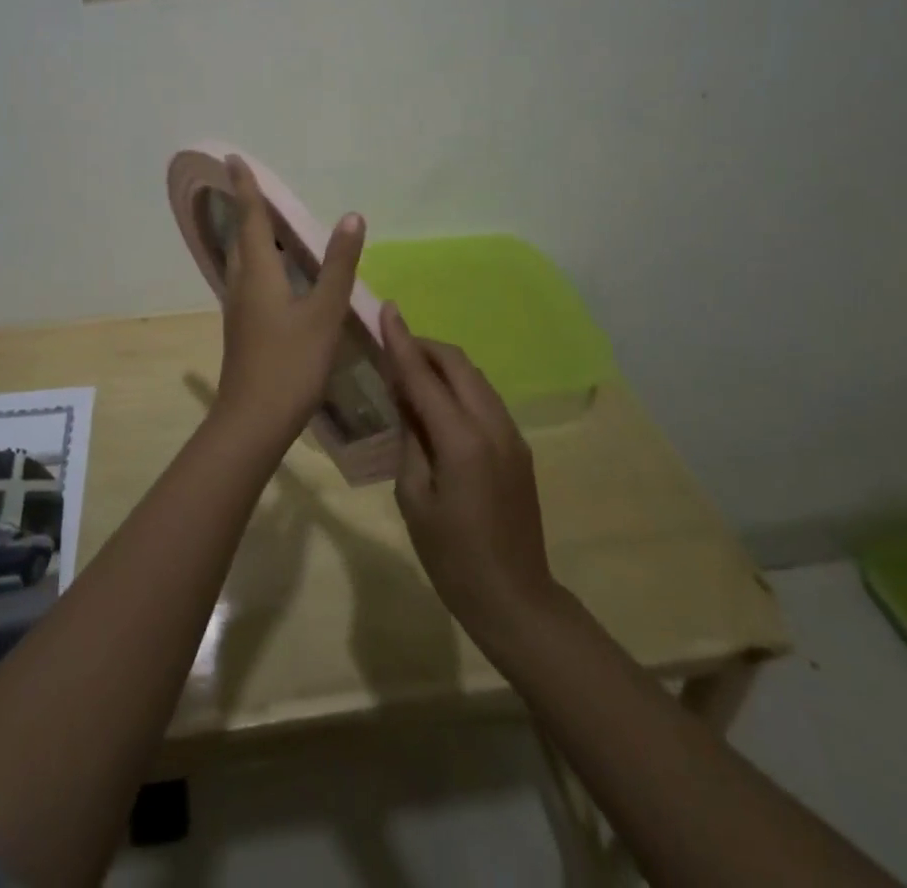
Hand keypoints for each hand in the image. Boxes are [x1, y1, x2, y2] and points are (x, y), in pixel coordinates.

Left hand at [215, 155, 365, 438]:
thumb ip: (337, 266)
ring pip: (242, 261)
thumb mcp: (323, 314)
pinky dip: (258, 263)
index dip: (245, 188)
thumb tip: (351, 216)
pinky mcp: (243, 329)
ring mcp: (239, 309)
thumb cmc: (290, 364)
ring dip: (250, 236)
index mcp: (258, 274)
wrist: (253, 421)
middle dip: (245, 209)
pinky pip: (247, 281)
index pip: (250, 219)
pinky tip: (274, 276)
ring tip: (267, 224)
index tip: (232, 159)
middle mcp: (241, 285)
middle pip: (241, 237)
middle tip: (252, 187)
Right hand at [382, 302, 557, 641]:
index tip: (387, 309)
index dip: (402, 341)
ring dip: (444, 365)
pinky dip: (459, 388)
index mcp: (461, 441)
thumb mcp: (414, 498)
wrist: (515, 598)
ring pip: (475, 378)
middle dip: (425, 346)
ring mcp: (511, 434)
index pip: (424, 376)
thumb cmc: (452, 556)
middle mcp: (492, 426)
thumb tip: (406, 401)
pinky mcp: (519, 447)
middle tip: (393, 345)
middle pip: (458, 364)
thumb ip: (410, 440)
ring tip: (411, 374)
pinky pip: (485, 399)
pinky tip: (439, 405)